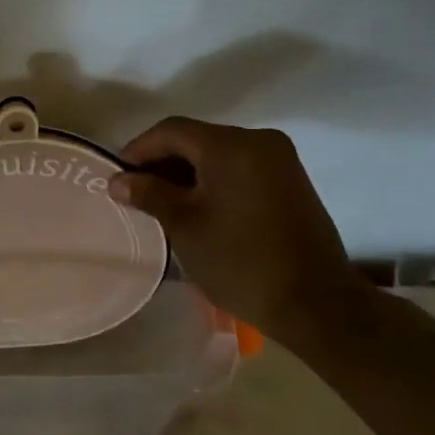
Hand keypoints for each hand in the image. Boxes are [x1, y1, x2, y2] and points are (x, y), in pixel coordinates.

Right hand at [108, 118, 367, 345]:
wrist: (317, 304)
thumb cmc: (241, 261)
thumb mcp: (185, 226)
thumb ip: (149, 194)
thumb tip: (118, 181)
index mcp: (231, 145)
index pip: (172, 130)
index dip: (139, 149)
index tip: (117, 176)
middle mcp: (259, 141)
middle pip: (196, 139)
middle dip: (163, 161)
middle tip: (137, 191)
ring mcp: (280, 160)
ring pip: (219, 154)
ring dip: (188, 172)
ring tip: (164, 202)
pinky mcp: (291, 181)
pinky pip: (240, 167)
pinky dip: (214, 180)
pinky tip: (199, 206)